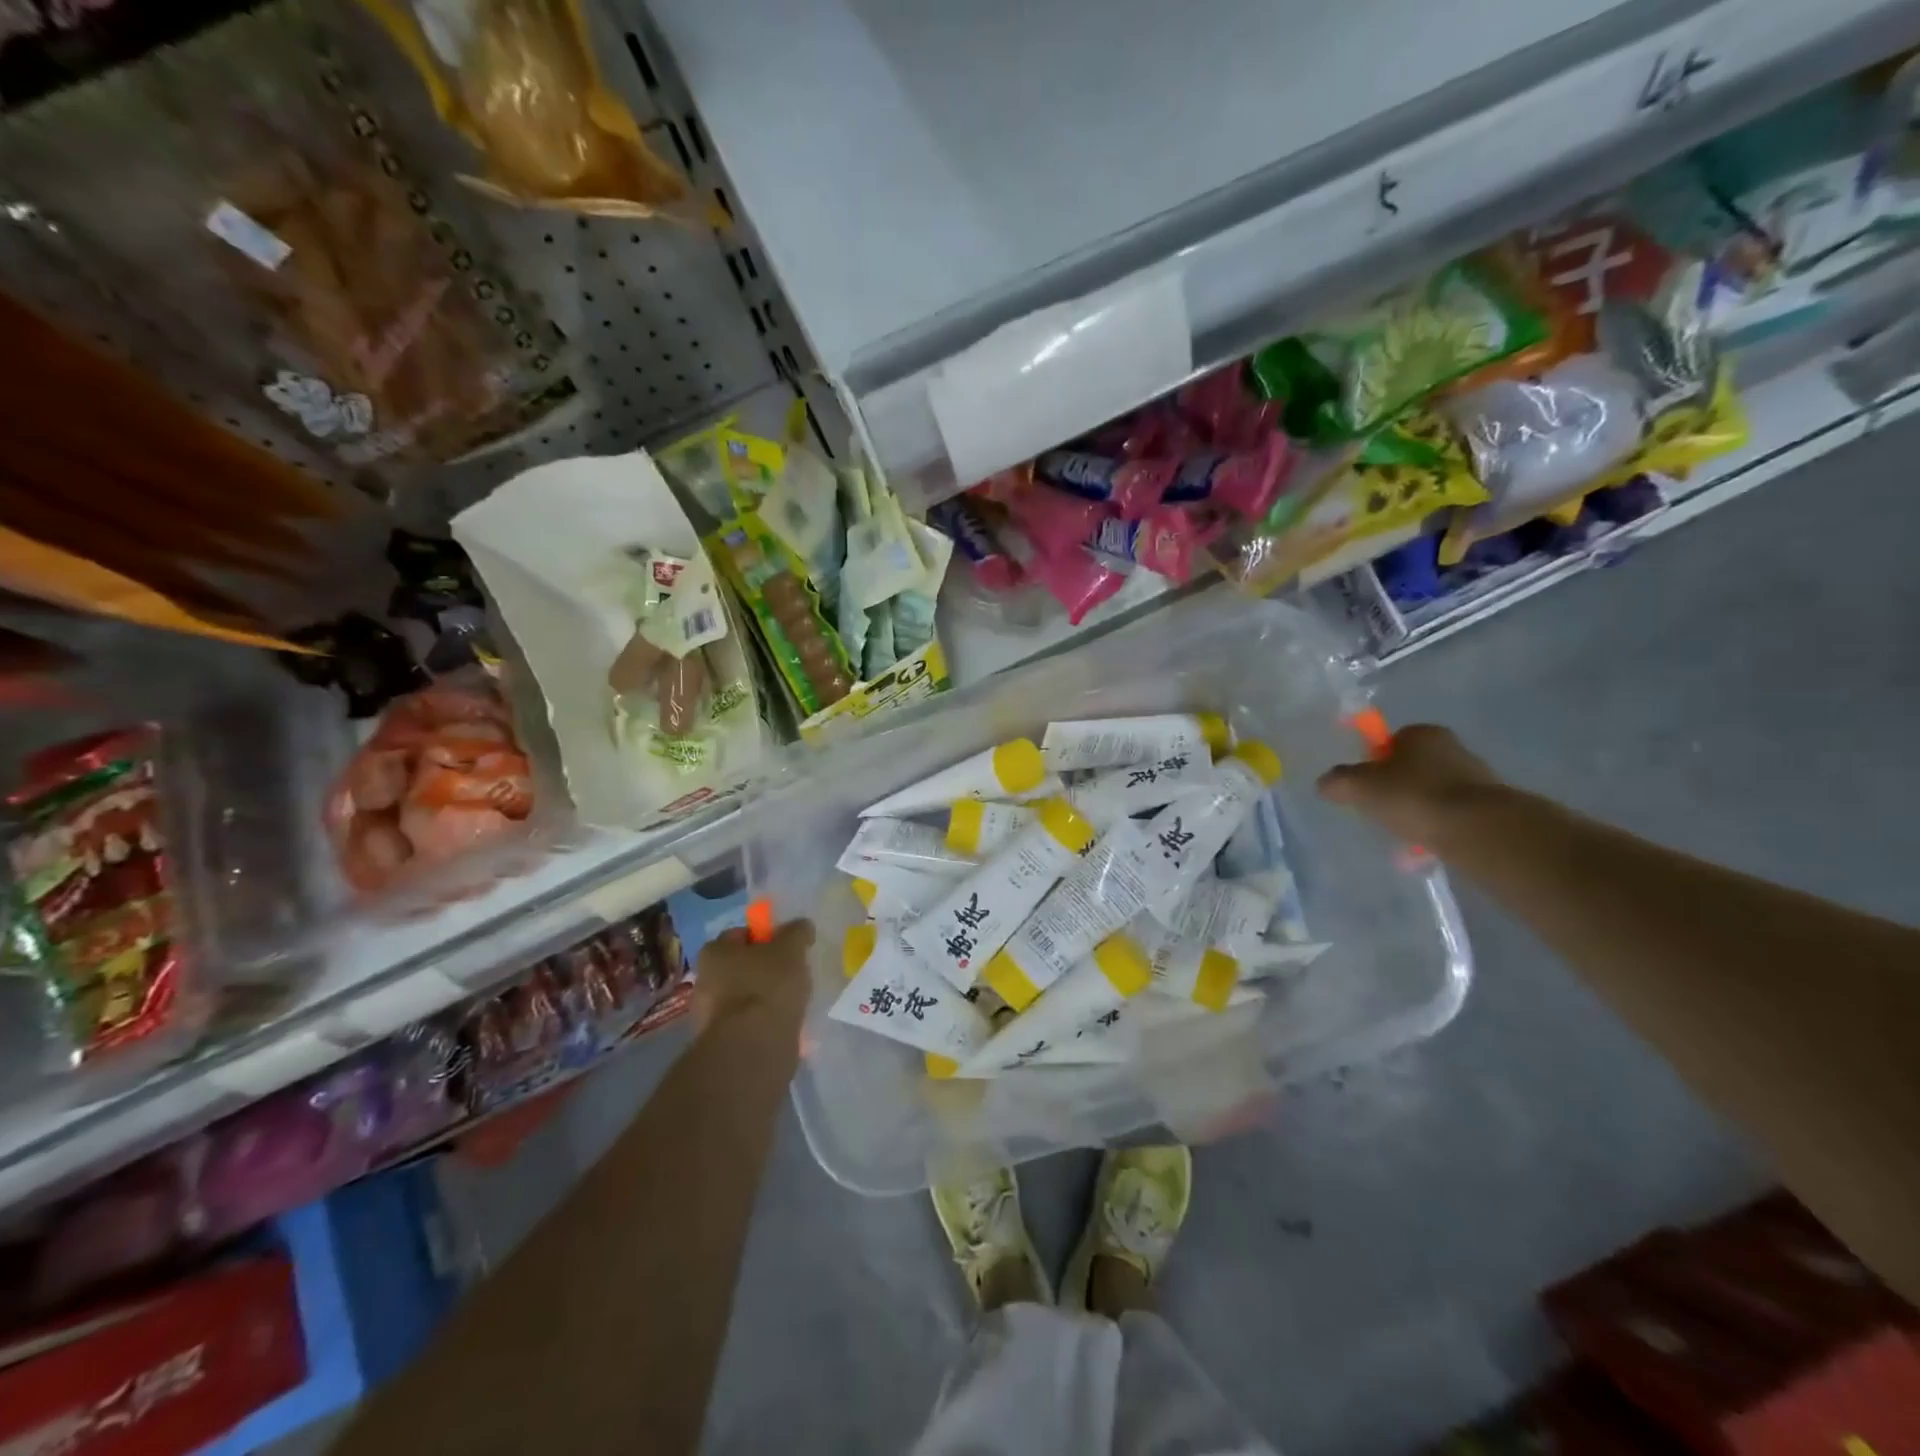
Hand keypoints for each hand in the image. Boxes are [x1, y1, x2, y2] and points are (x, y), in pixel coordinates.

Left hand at [690, 919, 814, 1037]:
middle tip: (790, 974)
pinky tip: (781, 1025)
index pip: (741, 934)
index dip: (765, 937)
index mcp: (714, 951)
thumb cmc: (768, 985)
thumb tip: (801, 925)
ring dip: (762, 997)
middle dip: (763, 969)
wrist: (752, 1047)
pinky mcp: (721, 1042)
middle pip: (740, 966)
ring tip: (790, 1002)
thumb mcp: (791, 949)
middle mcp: (704, 979)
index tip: (787, 947)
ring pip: (743, 995)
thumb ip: (797, 933)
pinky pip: (746, 1022)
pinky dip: (761, 1022)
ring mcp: (709, 1014)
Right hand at [1316, 724, 1500, 846]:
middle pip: (1413, 768)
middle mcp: (1453, 747)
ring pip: (1433, 793)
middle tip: (1381, 812)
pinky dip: (1438, 828)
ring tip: (1405, 835)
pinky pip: (1452, 816)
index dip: (1374, 763)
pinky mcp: (1490, 807)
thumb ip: (1338, 781)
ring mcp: (1476, 777)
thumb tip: (1325, 783)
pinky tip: (1427, 846)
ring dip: (1418, 810)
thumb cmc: (1413, 797)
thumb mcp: (1359, 787)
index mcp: (1423, 733)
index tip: (1366, 788)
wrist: (1477, 830)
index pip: (1391, 742)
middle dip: (1397, 789)